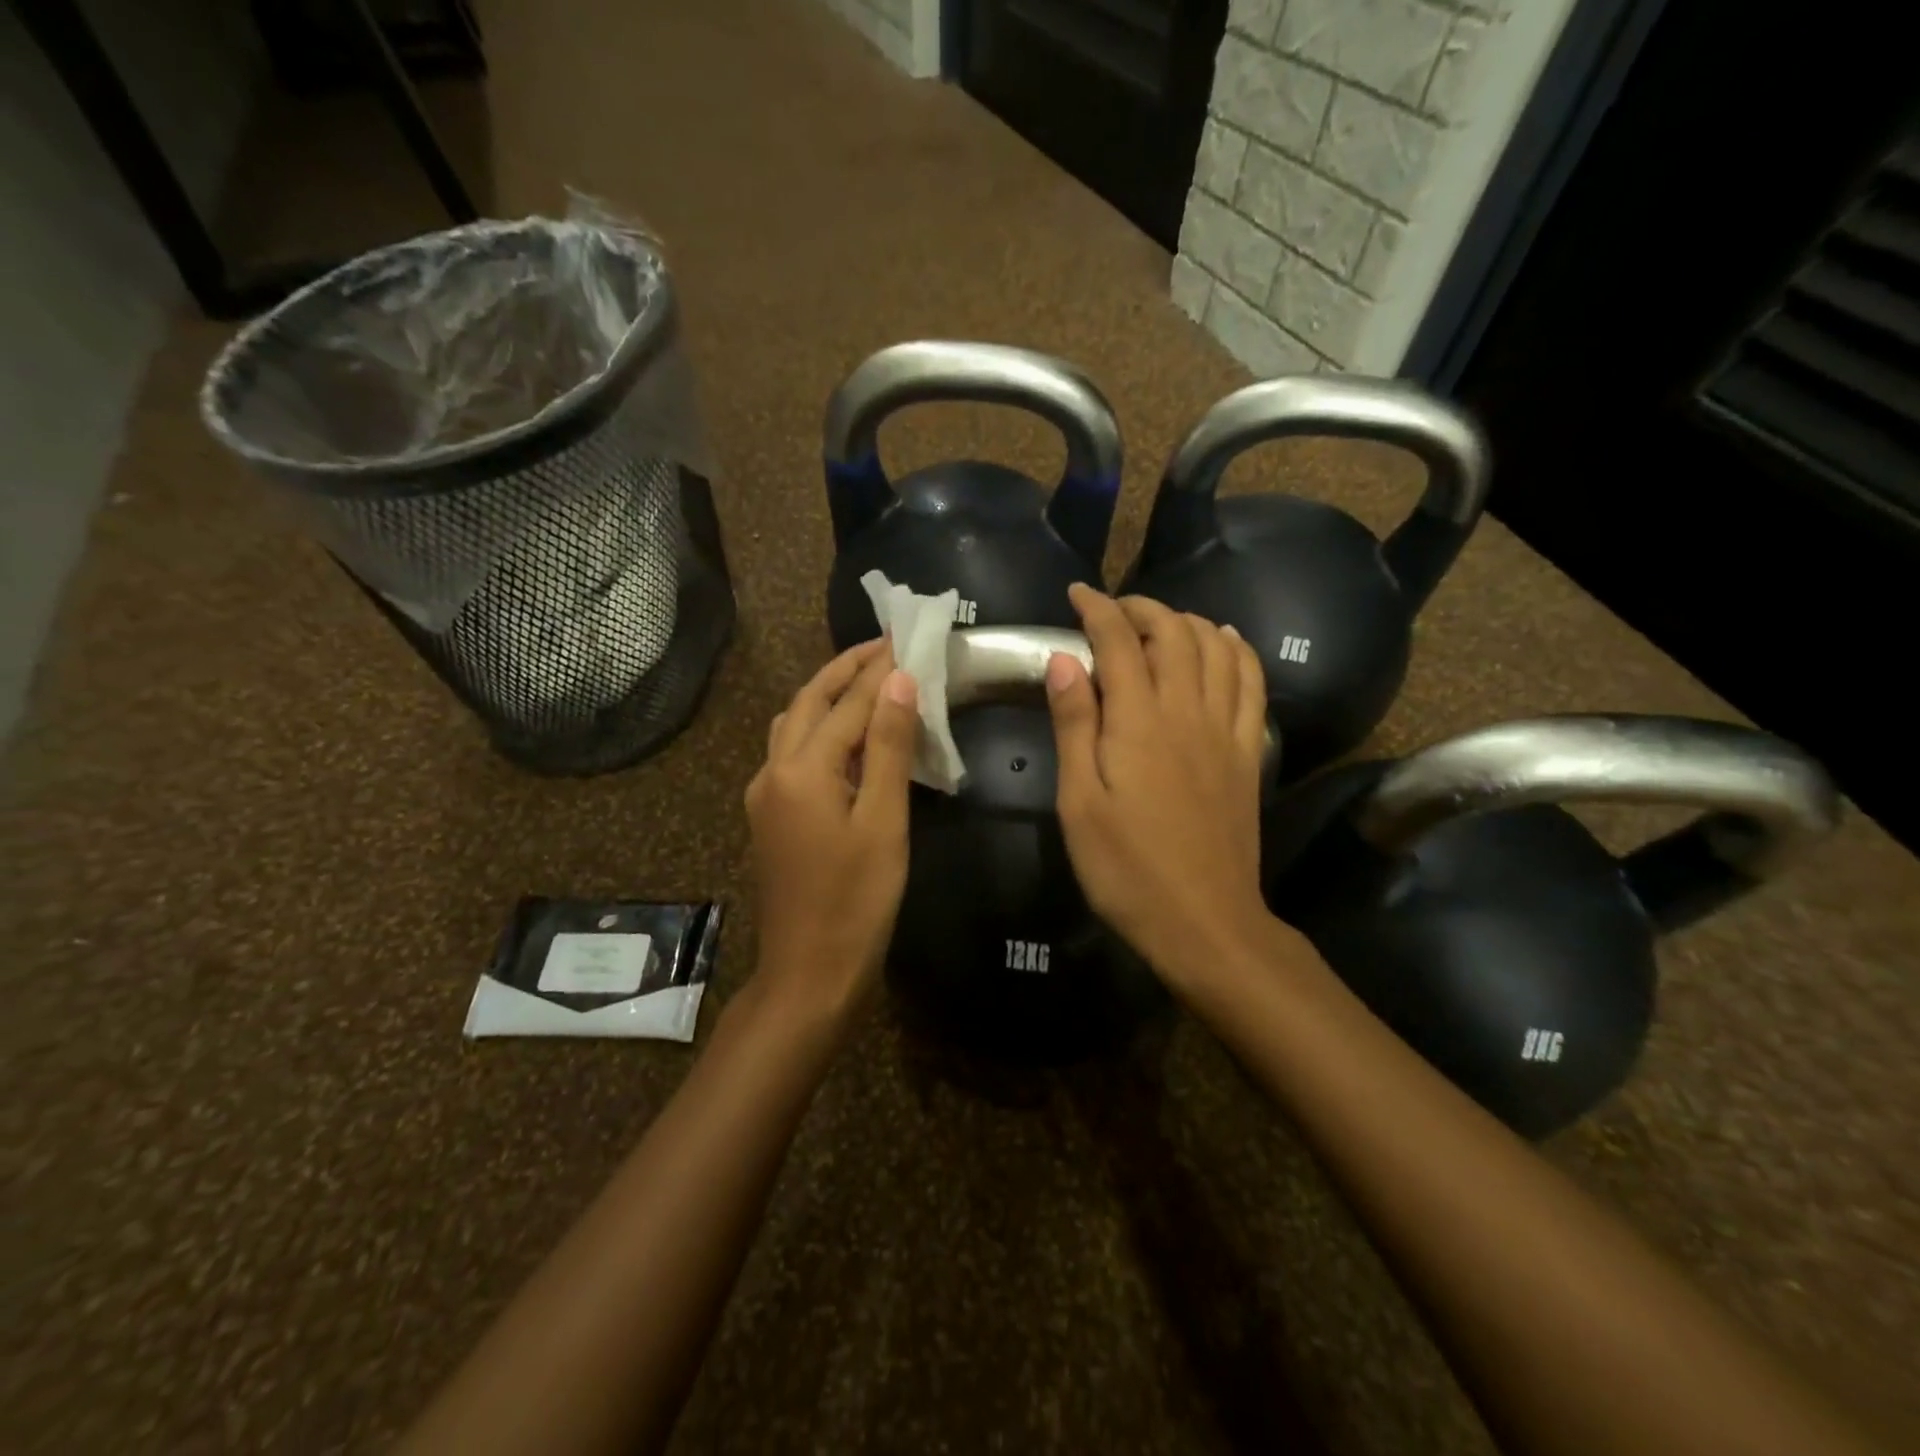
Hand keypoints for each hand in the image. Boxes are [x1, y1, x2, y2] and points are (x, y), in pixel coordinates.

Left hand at [746, 639, 918, 1016]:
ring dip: (827, 695)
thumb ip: (888, 748)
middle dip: (845, 669)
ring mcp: (765, 794)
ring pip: (794, 725)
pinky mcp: (770, 815)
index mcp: (801, 769)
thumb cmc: (857, 901)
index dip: (881, 670)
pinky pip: (792, 752)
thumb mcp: (883, 822)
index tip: (907, 638)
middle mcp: (773, 771)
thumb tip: (899, 682)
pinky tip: (846, 737)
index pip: (848, 703)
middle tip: (884, 645)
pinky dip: (819, 728)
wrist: (809, 973)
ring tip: (866, 680)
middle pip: (808, 702)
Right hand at [1045, 585, 1273, 983]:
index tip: (1077, 594)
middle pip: (1173, 633)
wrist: (1204, 922)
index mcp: (1138, 722)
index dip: (1097, 609)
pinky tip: (1224, 641)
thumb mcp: (1078, 802)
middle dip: (1141, 608)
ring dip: (1187, 621)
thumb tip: (1064, 660)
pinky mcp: (1248, 752)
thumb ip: (1073, 726)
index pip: (1118, 641)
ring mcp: (1226, 730)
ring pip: (1216, 648)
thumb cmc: (1125, 868)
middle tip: (1111, 610)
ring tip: (1160, 623)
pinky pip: (1252, 682)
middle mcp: (1188, 711)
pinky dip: (1237, 649)